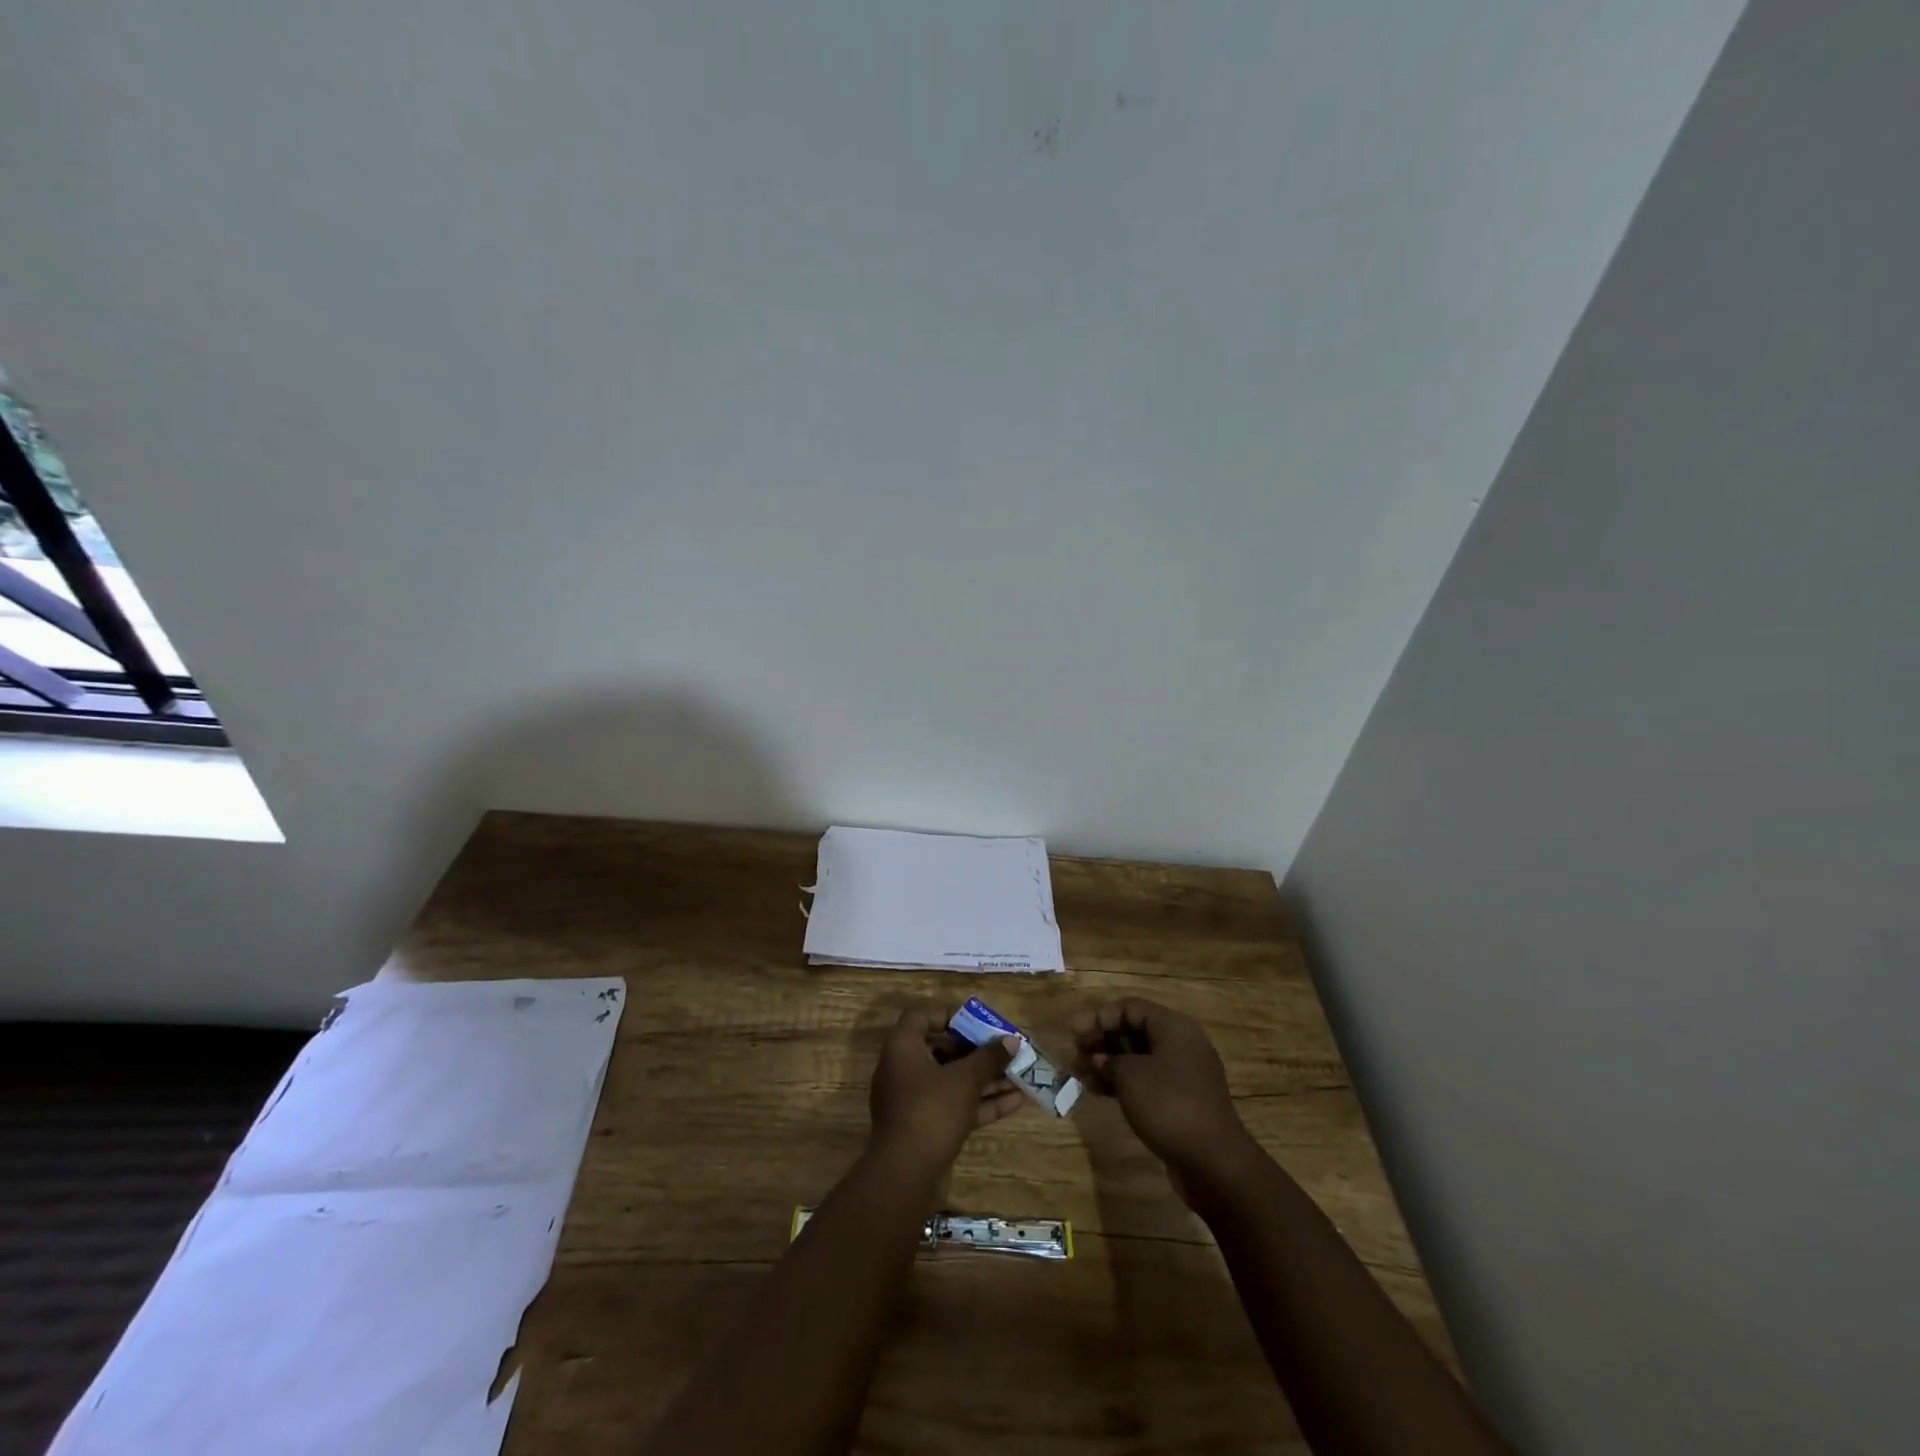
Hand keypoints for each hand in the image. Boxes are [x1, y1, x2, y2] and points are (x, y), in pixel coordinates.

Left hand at [867, 1005, 1022, 1179]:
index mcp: (903, 1048)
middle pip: (943, 1049)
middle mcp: (905, 1069)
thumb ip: (989, 1057)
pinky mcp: (928, 1127)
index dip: (949, 1015)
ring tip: (1021, 1074)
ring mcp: (915, 1101)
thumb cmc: (931, 1111)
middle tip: (1006, 1049)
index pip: (921, 1016)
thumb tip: (1012, 1040)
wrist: (906, 1176)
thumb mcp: (964, 1079)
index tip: (977, 1022)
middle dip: (978, 1050)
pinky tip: (1017, 1101)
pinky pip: (957, 1105)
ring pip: (954, 1080)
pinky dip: (983, 1102)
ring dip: (986, 1078)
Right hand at [1071, 999, 1257, 1201]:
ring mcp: (1182, 1074)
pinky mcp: (1180, 1100)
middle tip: (1076, 1053)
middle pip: (1134, 1030)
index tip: (1074, 1033)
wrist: (1213, 1162)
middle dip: (1102, 1039)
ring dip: (1108, 1063)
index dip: (1099, 1016)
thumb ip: (1108, 1061)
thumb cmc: (1169, 1105)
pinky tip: (1098, 1090)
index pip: (1130, 1007)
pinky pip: (1146, 1080)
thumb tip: (1097, 1059)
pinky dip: (1122, 1082)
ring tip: (1080, 1074)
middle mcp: (1180, 1044)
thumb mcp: (1130, 1076)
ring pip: (1138, 1057)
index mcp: (1173, 1027)